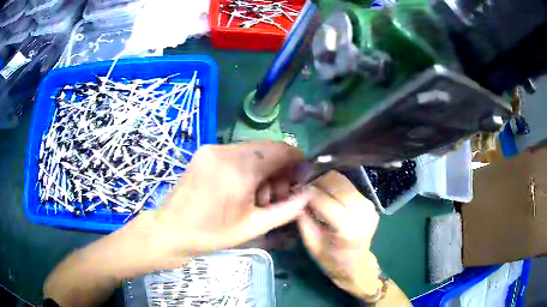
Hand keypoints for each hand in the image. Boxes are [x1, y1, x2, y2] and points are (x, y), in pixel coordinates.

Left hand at [149, 141, 311, 258]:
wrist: (170, 230)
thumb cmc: (211, 234)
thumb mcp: (253, 227)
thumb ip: (286, 210)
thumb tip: (309, 194)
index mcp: (239, 171)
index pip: (281, 150)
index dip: (297, 160)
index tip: (303, 176)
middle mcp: (225, 152)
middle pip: (267, 149)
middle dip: (280, 169)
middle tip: (281, 193)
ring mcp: (212, 149)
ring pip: (253, 151)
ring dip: (264, 169)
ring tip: (260, 196)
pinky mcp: (205, 152)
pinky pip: (237, 153)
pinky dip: (248, 167)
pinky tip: (244, 188)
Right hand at [298, 171, 383, 299]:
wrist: (357, 265)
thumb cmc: (331, 260)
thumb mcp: (311, 243)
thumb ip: (303, 218)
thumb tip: (296, 195)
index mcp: (346, 227)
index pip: (322, 198)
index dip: (306, 192)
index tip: (294, 191)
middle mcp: (361, 211)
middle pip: (335, 182)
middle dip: (316, 183)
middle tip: (305, 191)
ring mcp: (368, 205)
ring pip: (342, 180)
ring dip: (326, 183)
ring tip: (316, 193)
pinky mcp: (370, 202)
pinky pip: (348, 186)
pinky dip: (335, 187)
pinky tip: (328, 197)